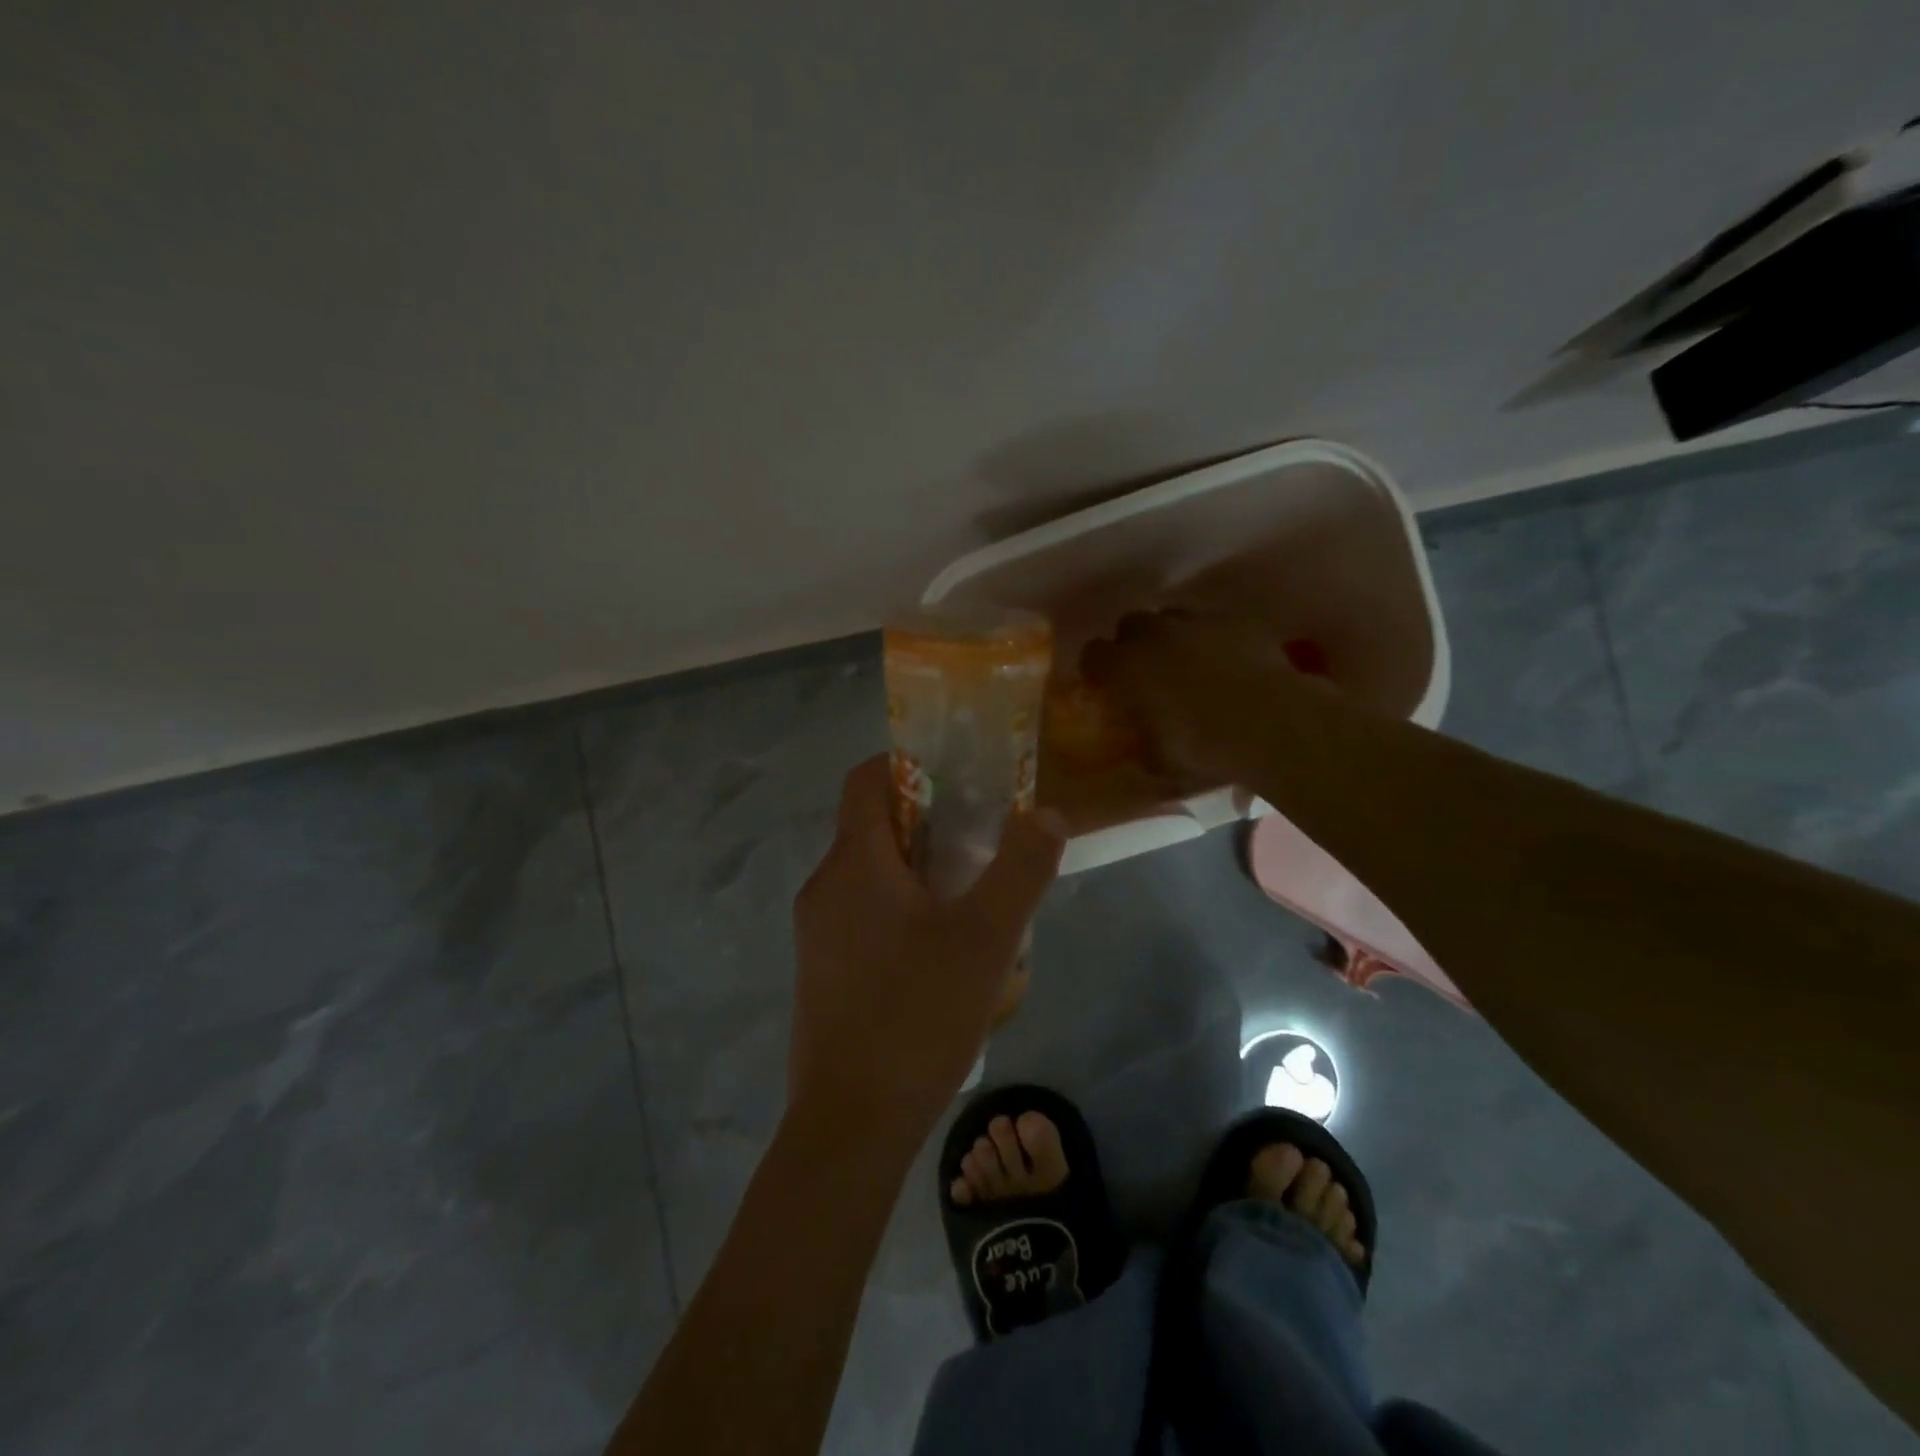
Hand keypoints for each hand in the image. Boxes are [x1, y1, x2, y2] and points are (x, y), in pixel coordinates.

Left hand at [789, 756, 1064, 1139]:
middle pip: (872, 827)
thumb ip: (1022, 868)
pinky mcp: (820, 971)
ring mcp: (816, 932)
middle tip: (980, 848)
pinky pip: (861, 917)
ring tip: (969, 907)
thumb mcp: (988, 938)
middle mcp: (825, 886)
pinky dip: (898, 912)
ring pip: (869, 876)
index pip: (866, 779)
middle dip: (927, 826)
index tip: (956, 782)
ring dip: (917, 874)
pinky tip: (939, 959)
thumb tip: (1046, 813)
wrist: (851, 1122)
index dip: (907, 765)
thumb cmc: (919, 1015)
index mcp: (855, 862)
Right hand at [1081, 609, 1330, 789]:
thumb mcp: (1158, 760)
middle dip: (1133, 644)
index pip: (1092, 655)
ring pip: (1171, 617)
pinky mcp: (1236, 620)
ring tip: (1186, 663)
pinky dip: (1212, 638)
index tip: (1104, 686)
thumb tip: (1142, 741)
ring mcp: (1197, 622)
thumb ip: (1142, 742)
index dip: (1097, 669)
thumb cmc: (1201, 745)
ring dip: (1171, 636)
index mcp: (1124, 667)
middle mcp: (1153, 635)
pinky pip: (1213, 623)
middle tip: (1146, 671)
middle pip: (1130, 624)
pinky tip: (1225, 661)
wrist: (1270, 722)